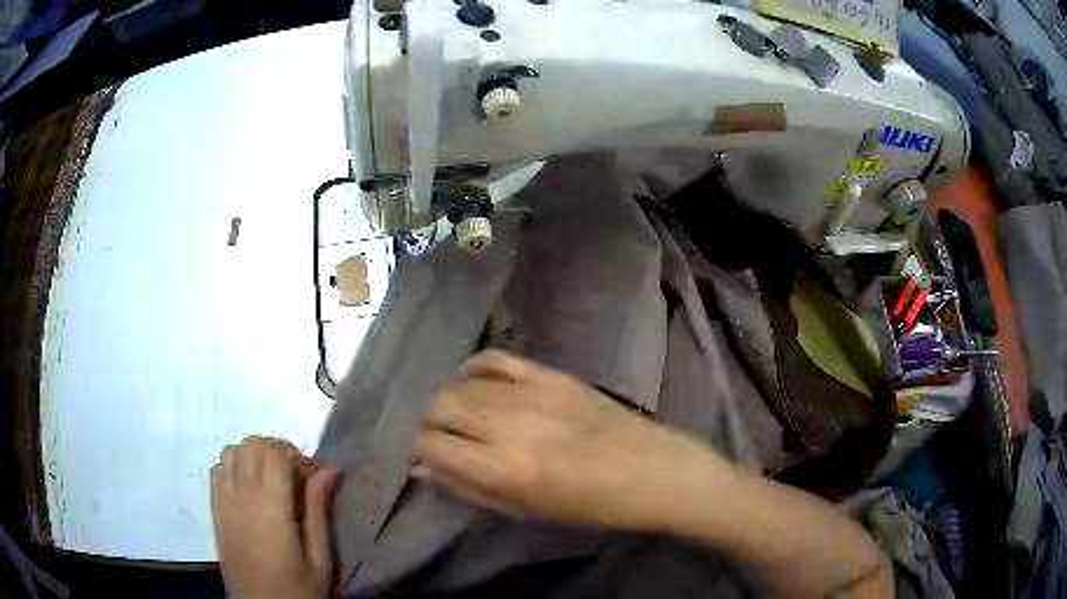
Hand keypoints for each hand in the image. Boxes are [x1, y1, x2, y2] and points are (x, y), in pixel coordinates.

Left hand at [211, 437, 342, 598]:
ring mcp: (223, 501)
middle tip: (297, 476)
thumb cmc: (297, 590)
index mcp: (270, 510)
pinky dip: (235, 465)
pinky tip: (251, 486)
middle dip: (278, 450)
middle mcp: (241, 497)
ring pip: (233, 450)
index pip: (275, 455)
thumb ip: (319, 510)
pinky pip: (218, 468)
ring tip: (274, 478)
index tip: (314, 478)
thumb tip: (330, 470)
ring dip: (255, 455)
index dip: (298, 457)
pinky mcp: (215, 509)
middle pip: (252, 445)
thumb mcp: (319, 558)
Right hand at [412, 351, 727, 530]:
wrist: (653, 472)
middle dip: (427, 424)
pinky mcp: (552, 375)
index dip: (419, 451)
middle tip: (438, 440)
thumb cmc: (592, 507)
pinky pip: (495, 359)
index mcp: (505, 469)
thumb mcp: (526, 511)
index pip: (431, 445)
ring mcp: (532, 394)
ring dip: (447, 401)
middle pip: (438, 407)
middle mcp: (510, 426)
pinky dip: (473, 369)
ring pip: (459, 384)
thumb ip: (469, 488)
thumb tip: (424, 468)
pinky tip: (474, 385)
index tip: (426, 458)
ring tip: (457, 418)